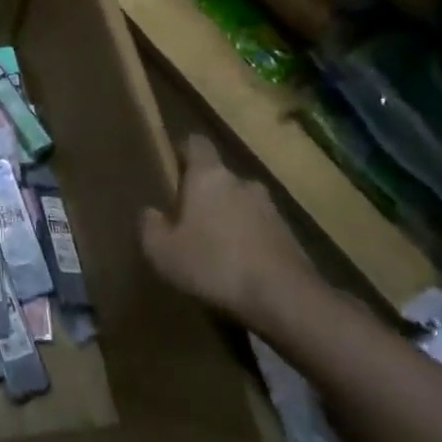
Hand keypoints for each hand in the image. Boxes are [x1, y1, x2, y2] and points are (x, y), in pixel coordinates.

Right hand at [141, 133, 317, 327]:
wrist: (286, 299)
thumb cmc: (214, 263)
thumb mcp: (161, 250)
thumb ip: (149, 225)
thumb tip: (151, 212)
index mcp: (209, 176)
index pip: (196, 143)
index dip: (182, 150)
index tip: (170, 165)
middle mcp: (242, 182)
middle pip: (219, 176)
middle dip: (204, 192)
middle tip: (186, 217)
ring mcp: (271, 209)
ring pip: (241, 203)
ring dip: (228, 217)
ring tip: (213, 246)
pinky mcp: (291, 237)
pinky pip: (259, 229)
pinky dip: (247, 240)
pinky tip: (237, 267)